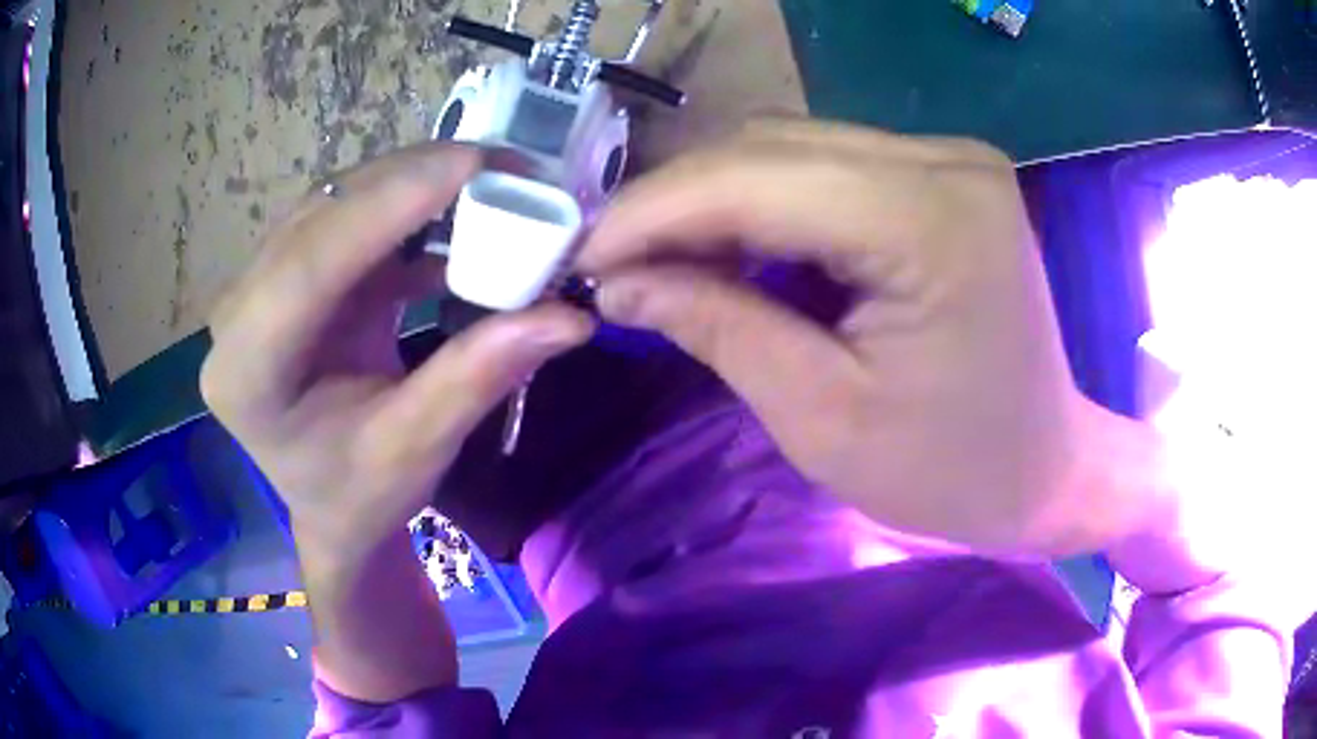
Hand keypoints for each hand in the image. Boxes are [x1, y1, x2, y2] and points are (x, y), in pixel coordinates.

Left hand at [202, 143, 593, 560]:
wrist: (322, 504)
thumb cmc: (354, 496)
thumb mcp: (413, 452)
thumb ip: (476, 377)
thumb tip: (568, 317)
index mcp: (247, 368)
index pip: (311, 261)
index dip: (392, 203)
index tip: (478, 164)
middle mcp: (238, 310)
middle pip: (323, 215)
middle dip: (414, 181)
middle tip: (505, 171)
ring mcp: (258, 284)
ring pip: (336, 204)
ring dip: (413, 188)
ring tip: (489, 187)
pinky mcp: (288, 274)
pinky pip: (347, 220)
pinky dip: (405, 214)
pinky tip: (454, 223)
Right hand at [578, 121, 1136, 554]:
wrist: (1046, 469)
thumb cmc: (951, 472)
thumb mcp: (822, 418)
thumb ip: (716, 326)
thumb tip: (619, 277)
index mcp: (930, 220)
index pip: (756, 179)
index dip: (652, 211)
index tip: (580, 255)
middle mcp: (944, 160)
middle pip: (769, 146)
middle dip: (675, 202)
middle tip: (612, 262)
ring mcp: (949, 159)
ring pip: (790, 147)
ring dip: (715, 199)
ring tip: (661, 259)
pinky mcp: (944, 175)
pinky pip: (826, 167)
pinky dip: (765, 202)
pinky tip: (731, 247)